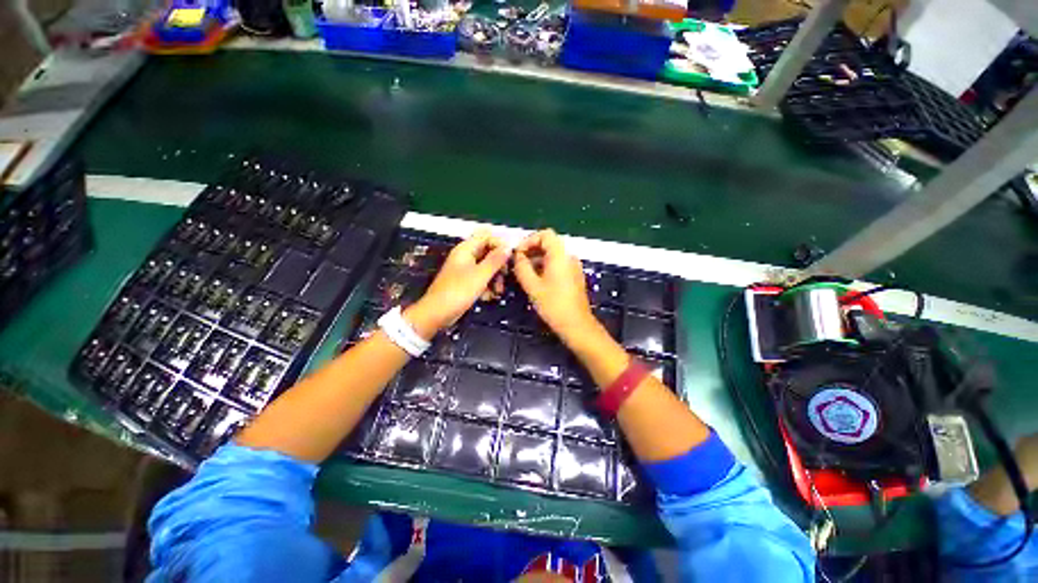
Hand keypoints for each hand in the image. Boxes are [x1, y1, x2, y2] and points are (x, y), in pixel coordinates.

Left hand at [406, 230, 509, 339]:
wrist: (437, 313)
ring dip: (494, 277)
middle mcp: (465, 256)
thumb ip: (495, 260)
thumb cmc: (458, 292)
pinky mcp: (465, 282)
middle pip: (487, 252)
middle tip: (505, 275)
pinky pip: (480, 278)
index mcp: (465, 249)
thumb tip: (508, 247)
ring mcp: (464, 270)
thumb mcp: (481, 275)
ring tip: (498, 291)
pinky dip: (486, 286)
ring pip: (486, 267)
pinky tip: (489, 296)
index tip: (509, 258)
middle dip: (498, 264)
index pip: (486, 236)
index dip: (499, 245)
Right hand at [513, 229, 596, 345]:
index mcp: (560, 255)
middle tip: (517, 263)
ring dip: (537, 260)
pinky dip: (545, 267)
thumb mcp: (532, 286)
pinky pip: (558, 264)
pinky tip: (536, 281)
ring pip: (553, 255)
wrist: (576, 324)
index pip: (545, 234)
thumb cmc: (553, 305)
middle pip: (549, 244)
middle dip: (531, 250)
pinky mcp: (574, 276)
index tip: (518, 253)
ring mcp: (573, 267)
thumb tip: (517, 256)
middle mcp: (569, 257)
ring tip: (524, 273)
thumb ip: (522, 267)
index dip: (529, 240)